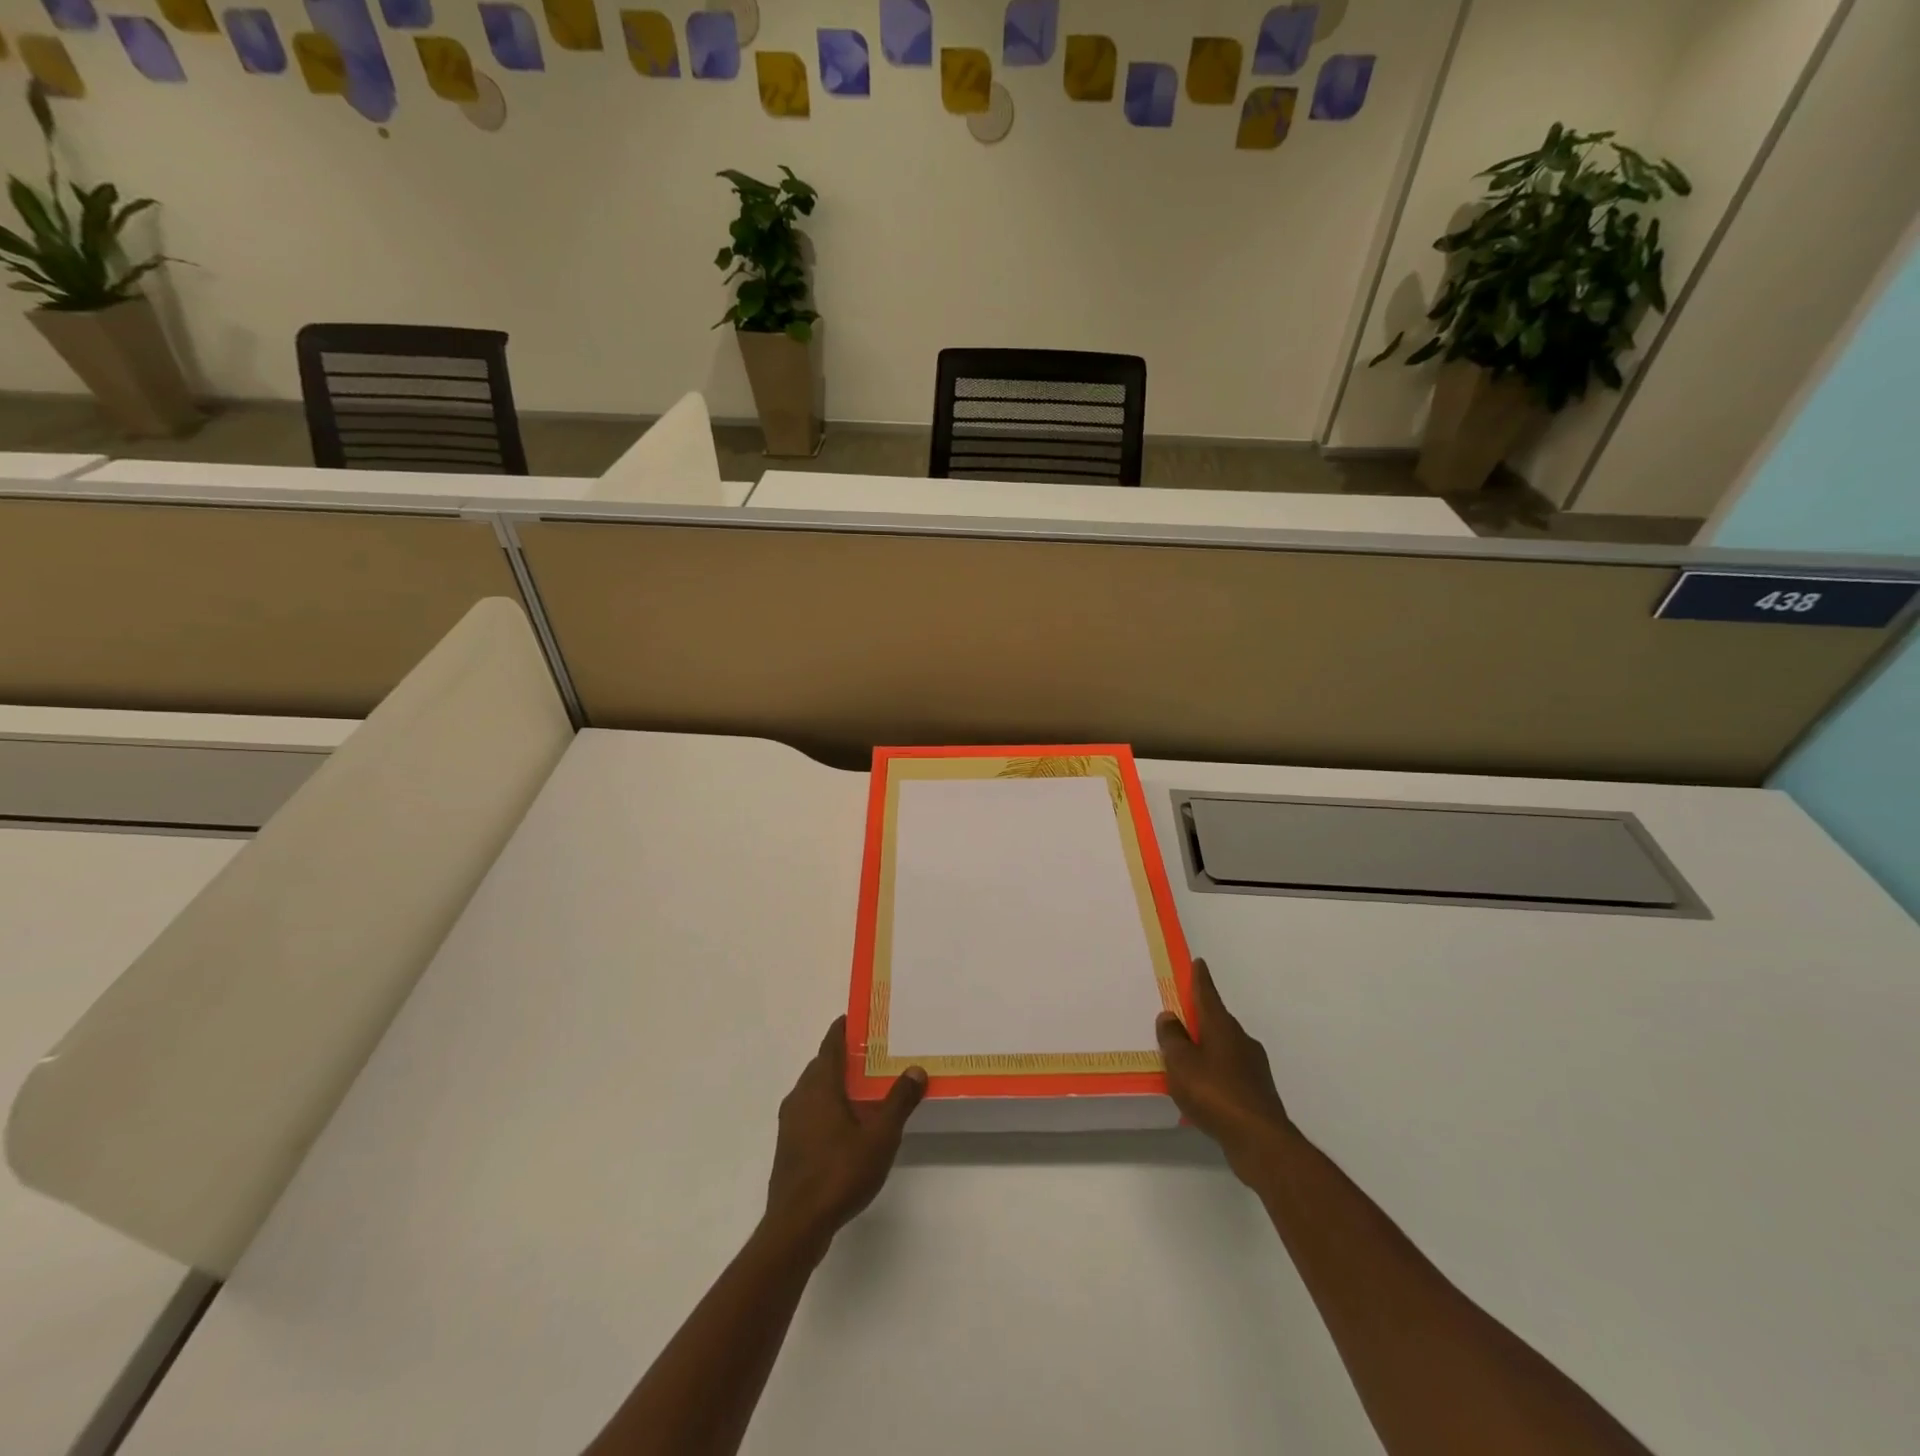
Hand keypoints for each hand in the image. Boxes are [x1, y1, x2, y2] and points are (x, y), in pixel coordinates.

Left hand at [765, 1017, 926, 1250]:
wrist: (797, 1225)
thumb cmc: (840, 1172)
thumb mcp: (880, 1136)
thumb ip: (898, 1101)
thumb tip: (916, 1069)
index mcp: (820, 1085)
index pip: (830, 1044)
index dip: (844, 1028)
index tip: (860, 1018)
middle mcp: (800, 1096)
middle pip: (821, 1065)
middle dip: (843, 1056)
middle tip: (872, 1053)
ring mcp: (790, 1122)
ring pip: (814, 1090)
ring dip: (835, 1083)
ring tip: (864, 1087)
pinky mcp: (788, 1146)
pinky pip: (809, 1111)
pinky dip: (827, 1106)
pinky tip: (846, 1124)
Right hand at [1157, 958, 1291, 1182]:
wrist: (1260, 1141)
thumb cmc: (1215, 1093)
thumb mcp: (1181, 1063)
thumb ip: (1173, 1038)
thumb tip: (1170, 1016)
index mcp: (1222, 1027)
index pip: (1208, 994)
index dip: (1200, 979)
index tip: (1199, 963)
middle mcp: (1241, 1040)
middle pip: (1217, 1021)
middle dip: (1201, 1017)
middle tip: (1181, 1016)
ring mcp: (1253, 1067)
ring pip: (1225, 1048)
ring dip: (1208, 1047)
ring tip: (1187, 1057)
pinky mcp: (1257, 1093)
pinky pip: (1230, 1072)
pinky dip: (1216, 1073)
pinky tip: (1204, 1089)